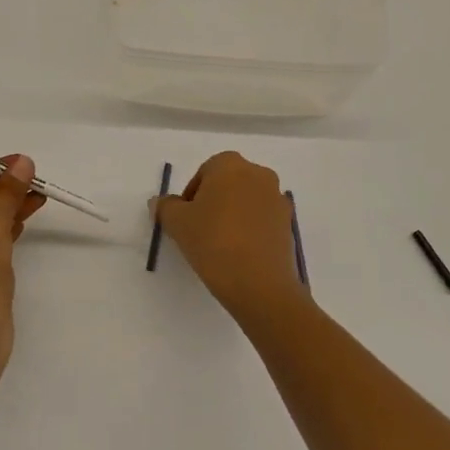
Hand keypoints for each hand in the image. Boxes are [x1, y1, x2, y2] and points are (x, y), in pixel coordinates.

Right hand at [153, 152, 306, 326]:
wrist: (260, 284)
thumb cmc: (213, 241)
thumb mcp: (177, 223)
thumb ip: (165, 207)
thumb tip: (161, 202)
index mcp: (231, 165)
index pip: (205, 172)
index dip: (191, 195)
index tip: (185, 219)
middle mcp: (258, 174)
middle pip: (228, 183)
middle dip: (213, 201)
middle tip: (199, 229)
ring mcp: (278, 199)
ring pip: (246, 201)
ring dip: (233, 215)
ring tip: (219, 244)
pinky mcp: (288, 224)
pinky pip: (262, 220)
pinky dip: (250, 230)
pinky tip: (239, 253)